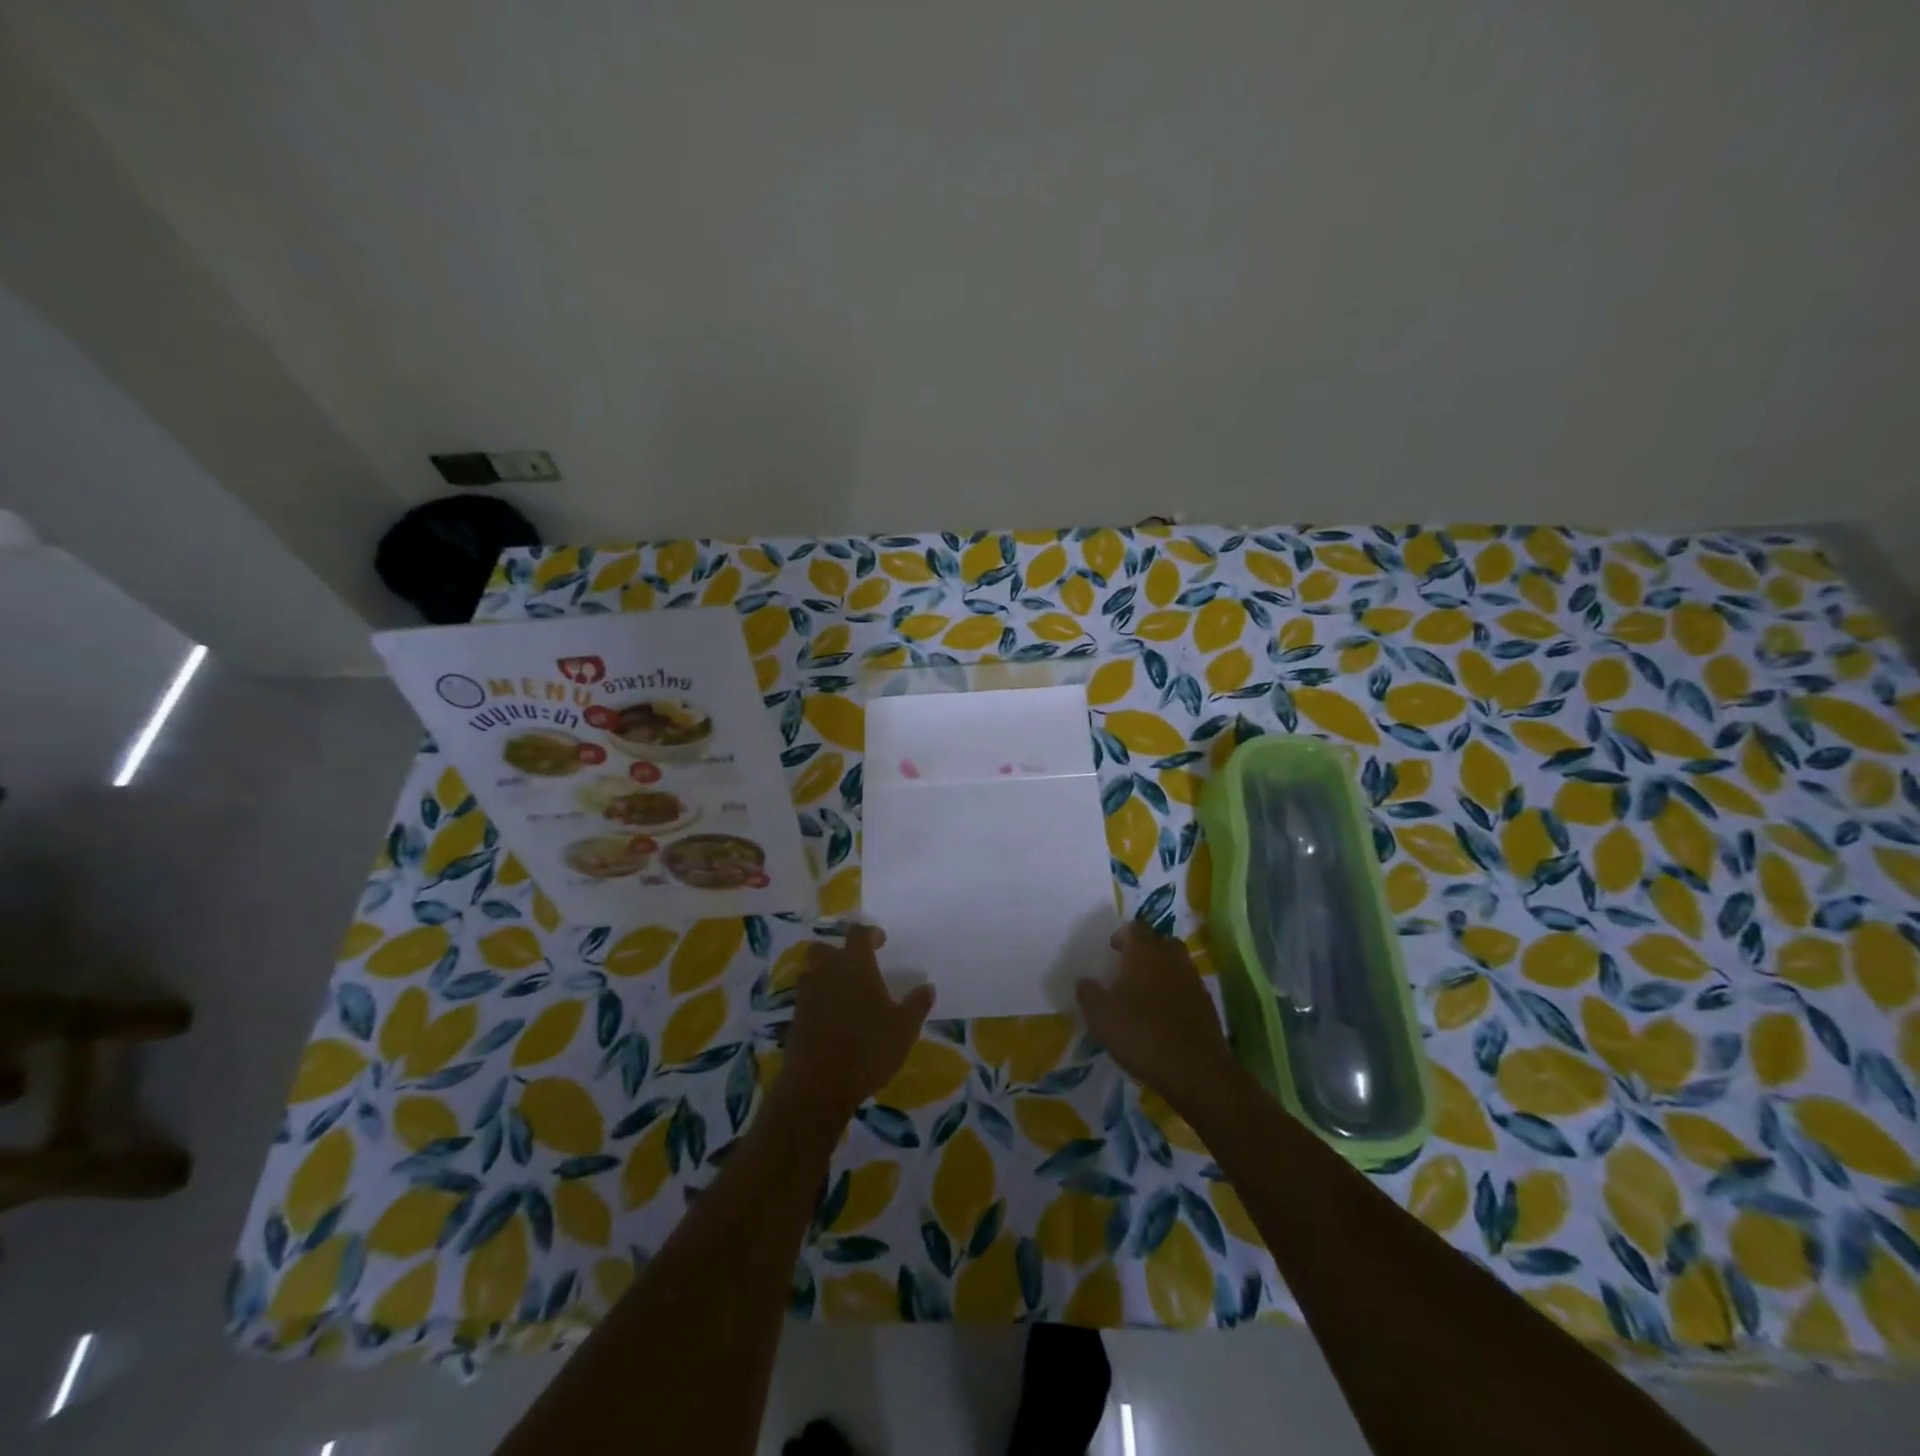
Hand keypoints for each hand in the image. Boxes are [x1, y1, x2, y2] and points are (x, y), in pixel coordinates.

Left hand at [777, 925, 934, 1125]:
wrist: (818, 1085)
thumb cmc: (868, 1048)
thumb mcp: (904, 1028)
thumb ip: (917, 1004)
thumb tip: (927, 987)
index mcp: (855, 966)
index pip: (858, 934)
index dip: (869, 933)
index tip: (880, 940)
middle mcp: (827, 973)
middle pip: (824, 949)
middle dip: (837, 952)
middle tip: (855, 965)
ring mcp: (807, 996)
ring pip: (811, 973)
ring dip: (824, 976)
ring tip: (842, 992)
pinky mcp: (794, 1020)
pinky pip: (805, 999)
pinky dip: (817, 1001)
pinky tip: (831, 1019)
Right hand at [1078, 922, 1237, 1115]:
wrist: (1195, 1070)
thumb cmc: (1141, 1033)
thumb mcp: (1100, 1015)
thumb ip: (1088, 993)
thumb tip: (1085, 981)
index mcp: (1144, 952)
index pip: (1134, 928)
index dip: (1122, 935)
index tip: (1112, 949)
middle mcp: (1171, 958)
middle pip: (1159, 941)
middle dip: (1145, 949)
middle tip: (1128, 967)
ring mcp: (1192, 980)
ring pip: (1175, 963)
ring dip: (1161, 970)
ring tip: (1145, 990)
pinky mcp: (1206, 1003)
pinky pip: (1186, 986)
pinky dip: (1175, 991)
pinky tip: (1163, 1013)